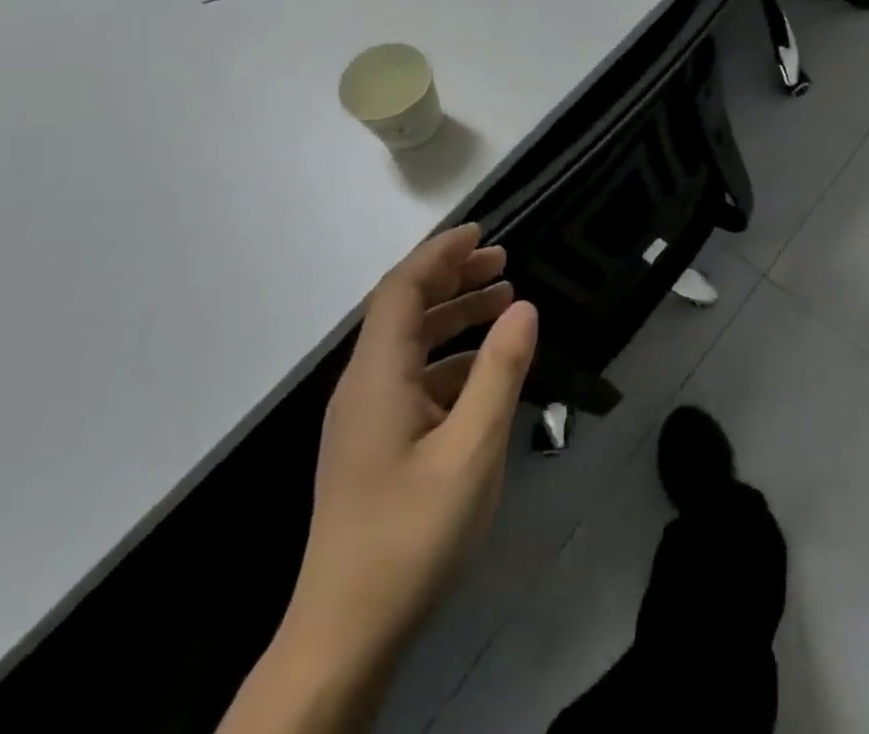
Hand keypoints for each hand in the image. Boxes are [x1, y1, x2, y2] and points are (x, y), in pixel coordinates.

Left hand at [284, 223, 537, 667]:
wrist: (344, 636)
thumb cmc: (410, 535)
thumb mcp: (472, 449)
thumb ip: (500, 371)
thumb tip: (524, 307)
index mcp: (376, 378)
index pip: (400, 290)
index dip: (439, 254)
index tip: (482, 232)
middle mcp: (363, 388)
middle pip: (403, 310)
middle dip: (452, 277)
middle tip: (504, 262)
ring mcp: (364, 419)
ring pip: (409, 344)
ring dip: (454, 315)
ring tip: (504, 302)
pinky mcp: (373, 446)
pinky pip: (412, 378)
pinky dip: (450, 358)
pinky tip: (485, 371)